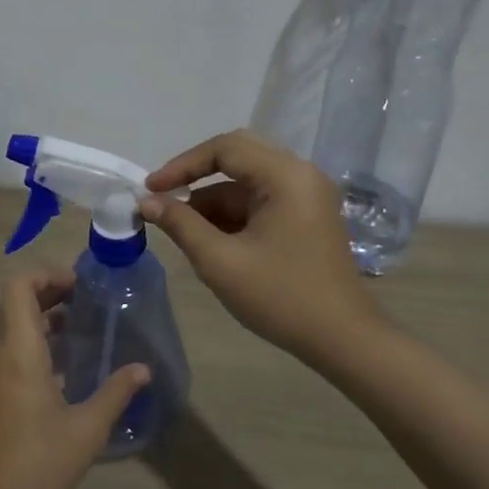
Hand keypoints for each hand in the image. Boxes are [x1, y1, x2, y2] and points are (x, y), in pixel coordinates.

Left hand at [0, 269, 150, 488]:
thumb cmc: (38, 463)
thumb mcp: (87, 429)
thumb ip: (115, 392)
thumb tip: (143, 369)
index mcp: (18, 350)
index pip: (18, 285)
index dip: (46, 274)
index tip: (79, 285)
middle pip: (15, 300)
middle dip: (50, 292)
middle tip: (87, 302)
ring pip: (11, 324)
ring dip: (43, 317)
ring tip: (82, 327)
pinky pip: (9, 347)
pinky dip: (34, 340)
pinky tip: (65, 363)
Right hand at [141, 129, 379, 362]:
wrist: (342, 340)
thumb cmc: (280, 297)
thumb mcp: (220, 261)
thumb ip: (180, 224)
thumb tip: (146, 201)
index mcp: (286, 176)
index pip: (224, 149)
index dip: (182, 165)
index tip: (150, 189)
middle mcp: (300, 174)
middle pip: (237, 156)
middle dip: (196, 177)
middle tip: (162, 198)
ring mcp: (307, 195)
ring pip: (247, 182)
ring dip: (212, 201)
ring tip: (181, 230)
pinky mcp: (307, 216)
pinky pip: (261, 201)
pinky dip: (232, 215)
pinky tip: (210, 240)